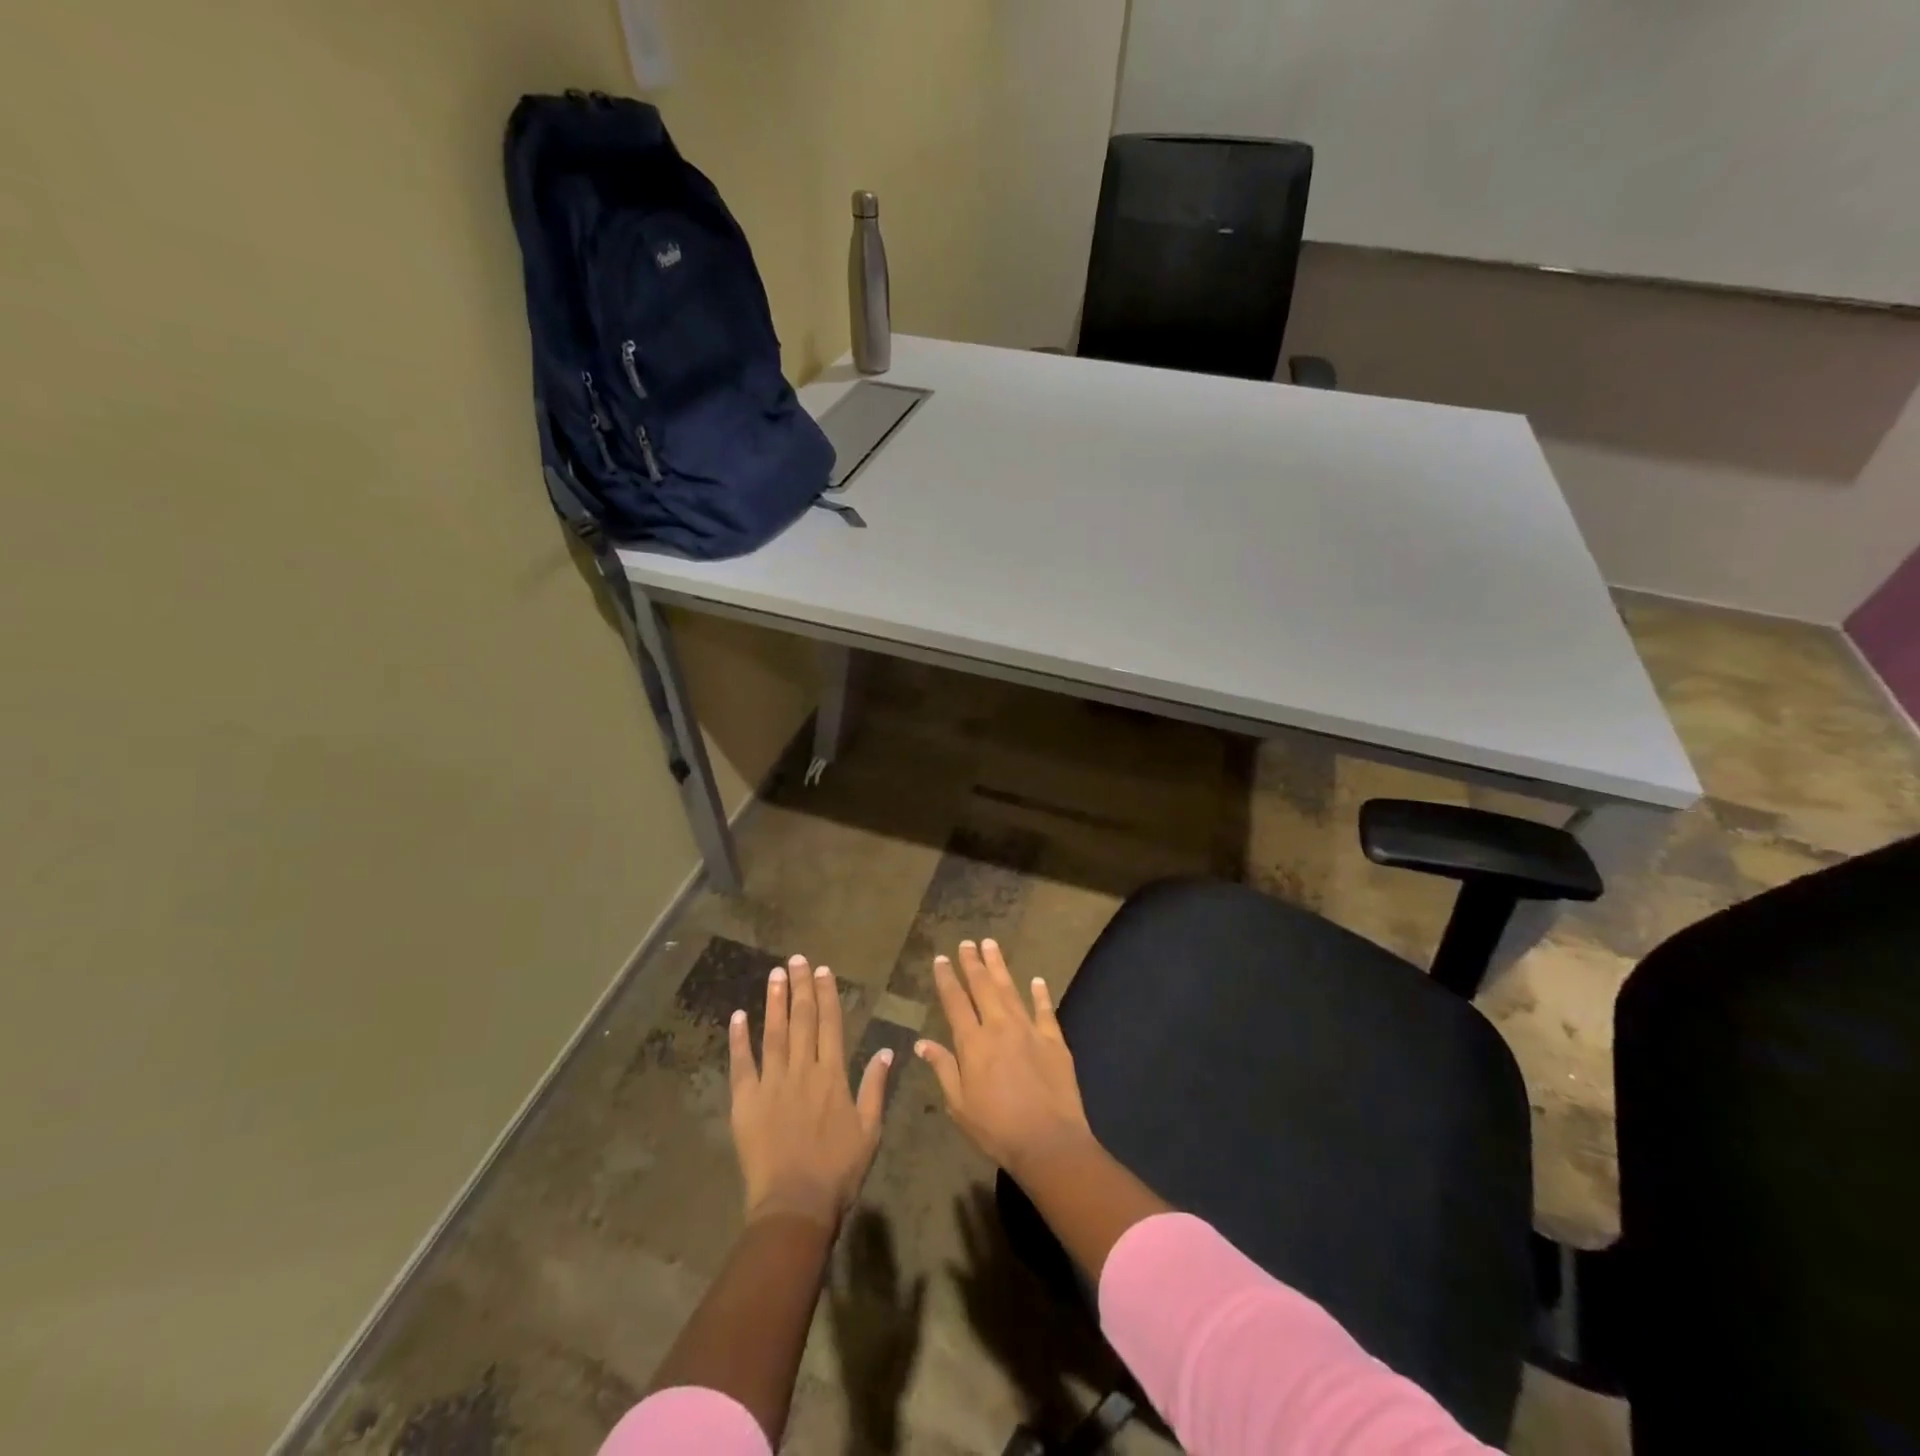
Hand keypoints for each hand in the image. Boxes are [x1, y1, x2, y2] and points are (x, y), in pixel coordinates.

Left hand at [730, 955, 892, 1228]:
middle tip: (795, 959)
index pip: (830, 1024)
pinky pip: (742, 1064)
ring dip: (774, 1002)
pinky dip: (739, 1039)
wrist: (795, 1205)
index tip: (822, 971)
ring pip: (773, 1034)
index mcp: (832, 1075)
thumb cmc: (838, 1170)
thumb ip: (875, 1087)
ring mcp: (771, 1084)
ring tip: (774, 974)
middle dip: (800, 987)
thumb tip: (888, 1050)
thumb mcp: (870, 1130)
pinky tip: (739, 1016)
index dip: (826, 995)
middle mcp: (802, 1070)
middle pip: (801, 1020)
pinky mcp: (746, 1102)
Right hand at [914, 940, 1093, 1176]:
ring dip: (999, 966)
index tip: (942, 959)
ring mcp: (1029, 1030)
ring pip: (1011, 990)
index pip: (955, 1003)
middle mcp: (1000, 1027)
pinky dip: (1040, 994)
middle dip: (973, 963)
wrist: (1048, 1141)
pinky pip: (1045, 1010)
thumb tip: (922, 1043)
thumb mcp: (959, 1105)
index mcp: (973, 1043)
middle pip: (983, 987)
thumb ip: (943, 1068)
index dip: (947, 979)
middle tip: (967, 943)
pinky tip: (1037, 980)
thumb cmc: (996, 1128)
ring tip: (991, 945)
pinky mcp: (1054, 1040)